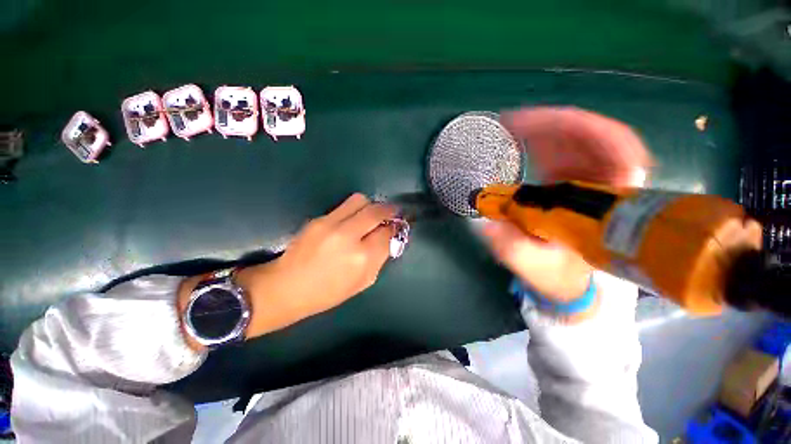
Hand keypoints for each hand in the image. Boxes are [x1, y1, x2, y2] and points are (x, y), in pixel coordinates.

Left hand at [178, 194, 396, 348]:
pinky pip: (344, 206)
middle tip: (392, 212)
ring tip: (371, 214)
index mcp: (362, 258)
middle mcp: (348, 236)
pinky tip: (352, 220)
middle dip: (389, 209)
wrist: (287, 287)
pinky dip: (354, 210)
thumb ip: (380, 258)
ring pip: (360, 200)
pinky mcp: (318, 218)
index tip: (397, 226)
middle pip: (376, 211)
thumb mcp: (363, 282)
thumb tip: (389, 238)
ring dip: (371, 205)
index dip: (395, 228)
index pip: (387, 233)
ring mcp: (331, 224)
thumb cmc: (328, 292)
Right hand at [483, 107, 650, 306]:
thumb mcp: (537, 267)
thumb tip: (488, 227)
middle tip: (510, 123)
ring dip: (543, 127)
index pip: (617, 149)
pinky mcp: (573, 178)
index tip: (537, 125)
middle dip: (551, 124)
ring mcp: (589, 177)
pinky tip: (517, 136)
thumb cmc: (561, 275)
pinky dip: (540, 138)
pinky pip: (562, 148)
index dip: (580, 128)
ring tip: (509, 126)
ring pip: (576, 138)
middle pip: (591, 135)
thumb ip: (516, 249)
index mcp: (611, 205)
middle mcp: (607, 183)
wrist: (571, 279)